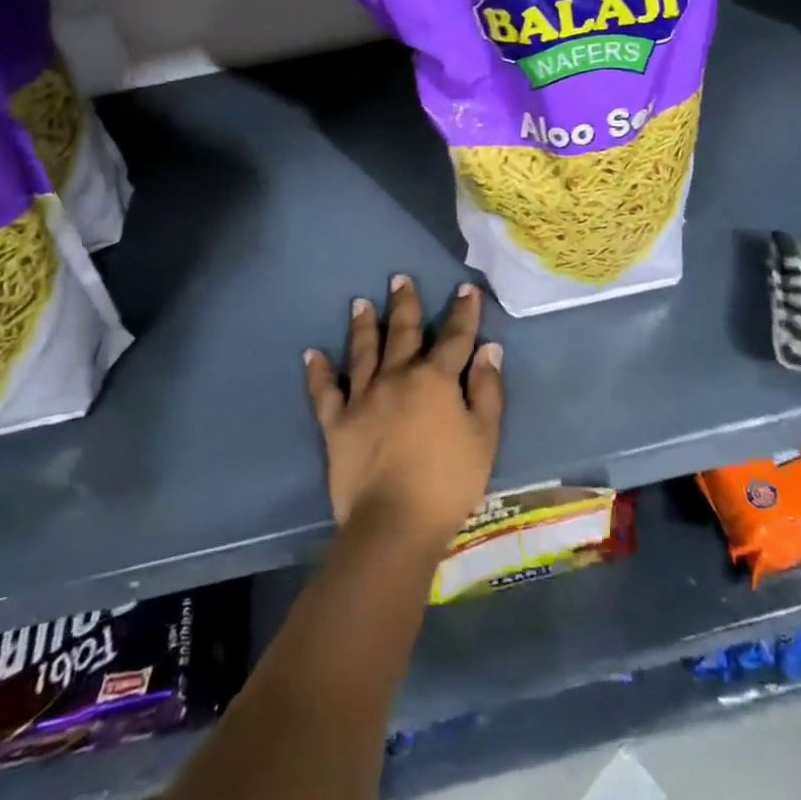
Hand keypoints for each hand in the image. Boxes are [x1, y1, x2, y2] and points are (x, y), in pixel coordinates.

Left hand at [304, 275, 504, 555]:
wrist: (395, 521)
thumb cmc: (448, 481)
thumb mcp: (484, 437)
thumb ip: (486, 390)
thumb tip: (488, 349)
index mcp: (435, 379)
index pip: (455, 337)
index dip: (463, 312)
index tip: (465, 288)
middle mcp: (397, 377)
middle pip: (403, 332)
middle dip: (405, 303)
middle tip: (399, 278)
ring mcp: (363, 397)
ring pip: (363, 351)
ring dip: (364, 325)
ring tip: (360, 303)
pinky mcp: (336, 422)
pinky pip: (325, 391)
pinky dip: (318, 371)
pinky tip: (312, 354)